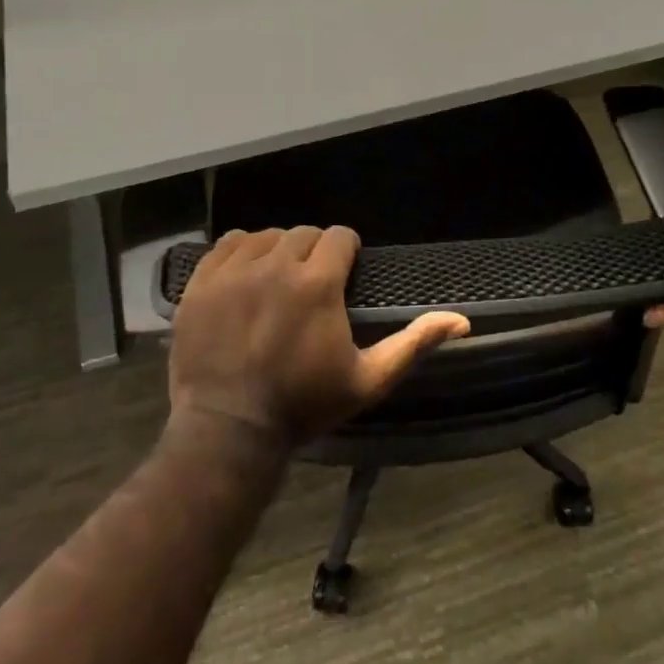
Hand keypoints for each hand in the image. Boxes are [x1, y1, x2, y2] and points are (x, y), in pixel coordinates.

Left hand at [169, 226, 468, 446]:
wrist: (228, 429)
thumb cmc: (304, 406)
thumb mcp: (368, 380)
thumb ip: (413, 344)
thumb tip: (461, 320)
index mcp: (317, 283)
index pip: (339, 236)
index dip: (347, 252)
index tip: (345, 273)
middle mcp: (275, 265)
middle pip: (304, 234)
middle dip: (314, 252)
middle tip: (312, 284)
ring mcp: (233, 271)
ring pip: (266, 235)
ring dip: (278, 250)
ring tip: (278, 279)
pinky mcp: (202, 282)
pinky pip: (227, 243)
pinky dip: (242, 251)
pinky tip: (246, 274)